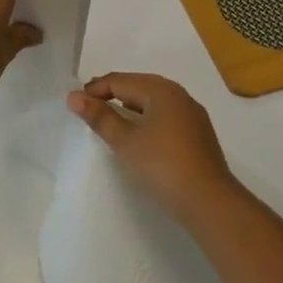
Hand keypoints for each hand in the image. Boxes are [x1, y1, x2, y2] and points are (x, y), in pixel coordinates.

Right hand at [67, 73, 246, 226]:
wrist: (209, 202)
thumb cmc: (162, 165)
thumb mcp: (125, 141)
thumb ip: (100, 117)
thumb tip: (74, 97)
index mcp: (161, 90)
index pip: (120, 81)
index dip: (95, 89)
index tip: (75, 103)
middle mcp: (179, 95)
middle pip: (139, 85)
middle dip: (113, 93)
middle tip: (89, 107)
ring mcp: (192, 114)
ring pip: (154, 100)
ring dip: (130, 105)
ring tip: (111, 118)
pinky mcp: (198, 134)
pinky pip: (166, 115)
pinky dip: (147, 117)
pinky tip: (140, 133)